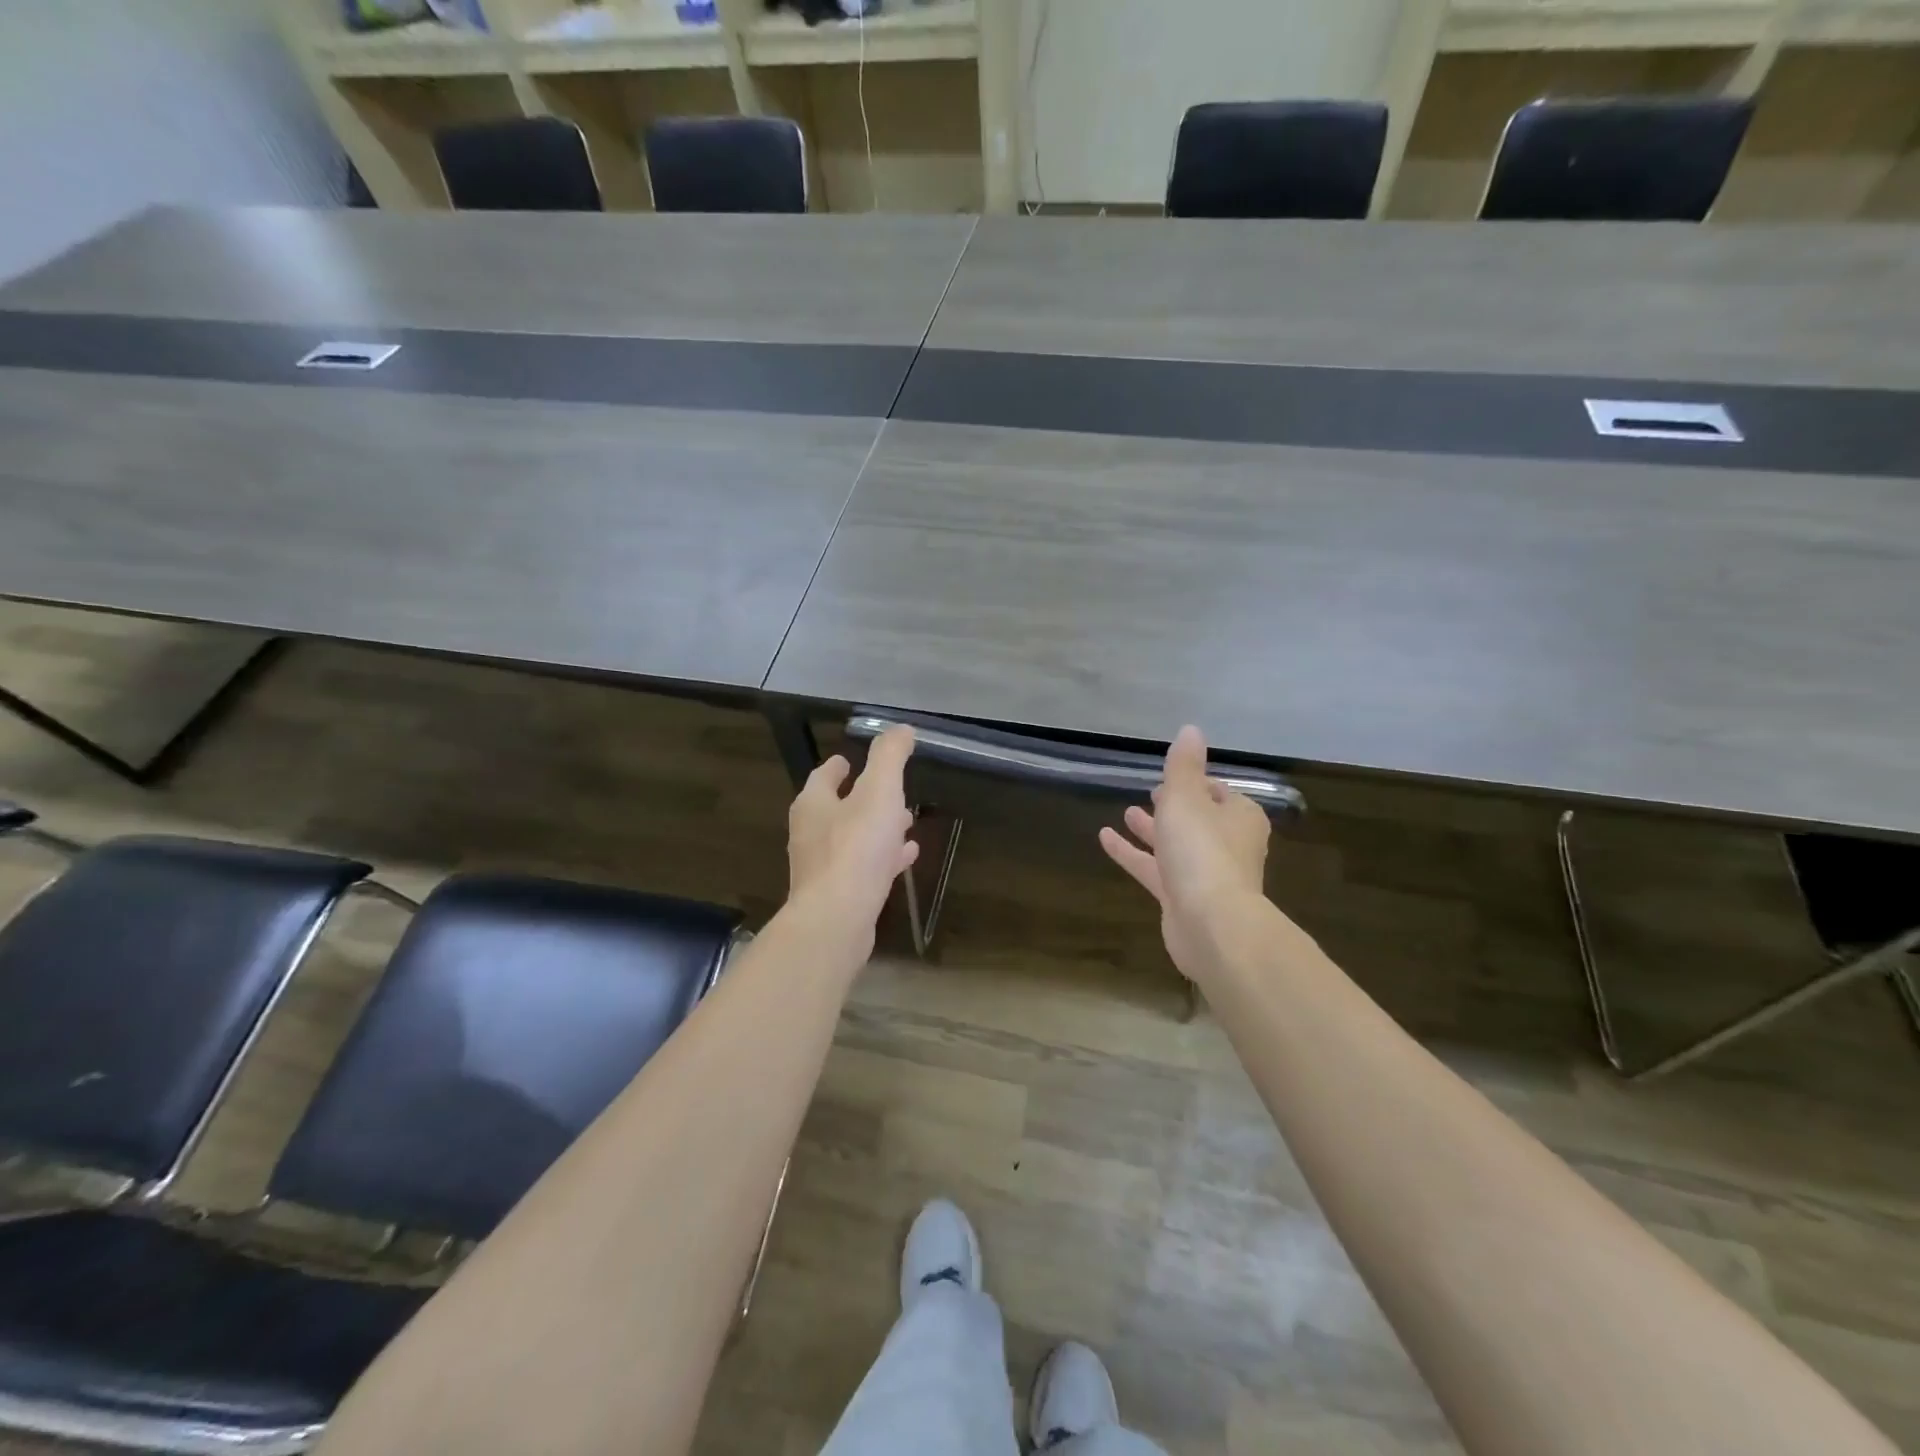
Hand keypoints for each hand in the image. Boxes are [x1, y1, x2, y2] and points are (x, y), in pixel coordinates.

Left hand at [787, 726, 919, 939]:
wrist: (837, 919)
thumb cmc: (856, 848)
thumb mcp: (879, 791)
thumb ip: (889, 757)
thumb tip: (901, 728)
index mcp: (814, 804)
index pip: (824, 776)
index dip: (839, 766)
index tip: (851, 760)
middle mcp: (811, 834)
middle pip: (837, 808)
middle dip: (864, 798)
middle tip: (890, 792)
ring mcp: (822, 868)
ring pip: (852, 839)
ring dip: (877, 829)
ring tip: (906, 823)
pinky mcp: (837, 896)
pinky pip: (863, 868)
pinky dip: (883, 858)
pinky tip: (905, 858)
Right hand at [1099, 726, 1270, 982]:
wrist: (1211, 923)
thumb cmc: (1202, 850)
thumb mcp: (1186, 797)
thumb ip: (1183, 765)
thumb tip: (1190, 729)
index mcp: (1239, 817)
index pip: (1218, 792)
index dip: (1194, 782)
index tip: (1170, 776)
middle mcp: (1228, 844)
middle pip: (1198, 819)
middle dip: (1173, 806)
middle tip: (1150, 793)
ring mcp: (1206, 875)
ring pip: (1175, 845)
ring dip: (1152, 829)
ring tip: (1126, 812)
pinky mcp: (1183, 900)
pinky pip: (1155, 870)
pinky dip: (1133, 854)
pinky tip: (1105, 839)